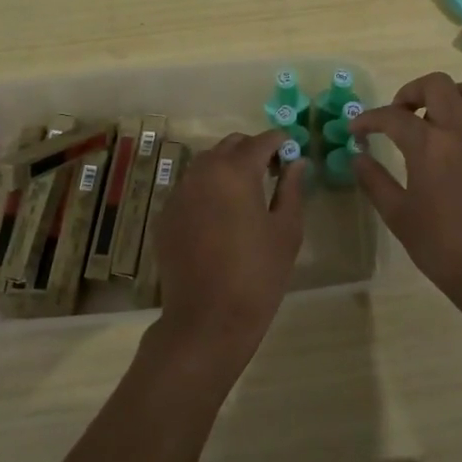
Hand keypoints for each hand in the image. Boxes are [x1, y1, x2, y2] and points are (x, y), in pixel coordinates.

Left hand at [149, 129, 304, 369]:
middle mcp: (202, 172)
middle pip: (230, 145)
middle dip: (252, 151)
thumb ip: (292, 188)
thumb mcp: (286, 230)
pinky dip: (207, 191)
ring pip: (206, 164)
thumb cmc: (258, 274)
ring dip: (227, 168)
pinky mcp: (165, 216)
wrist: (207, 320)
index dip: (280, 143)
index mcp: (236, 171)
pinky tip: (219, 218)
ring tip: (245, 195)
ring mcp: (179, 193)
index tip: (292, 154)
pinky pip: (190, 189)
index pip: (262, 140)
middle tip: (271, 173)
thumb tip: (296, 162)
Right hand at [352, 72, 461, 333]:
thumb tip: (359, 157)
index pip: (392, 116)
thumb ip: (375, 181)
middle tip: (399, 114)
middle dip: (411, 92)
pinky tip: (460, 149)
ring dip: (447, 97)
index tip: (357, 129)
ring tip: (433, 121)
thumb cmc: (444, 248)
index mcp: (430, 146)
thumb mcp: (399, 217)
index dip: (369, 119)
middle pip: (437, 84)